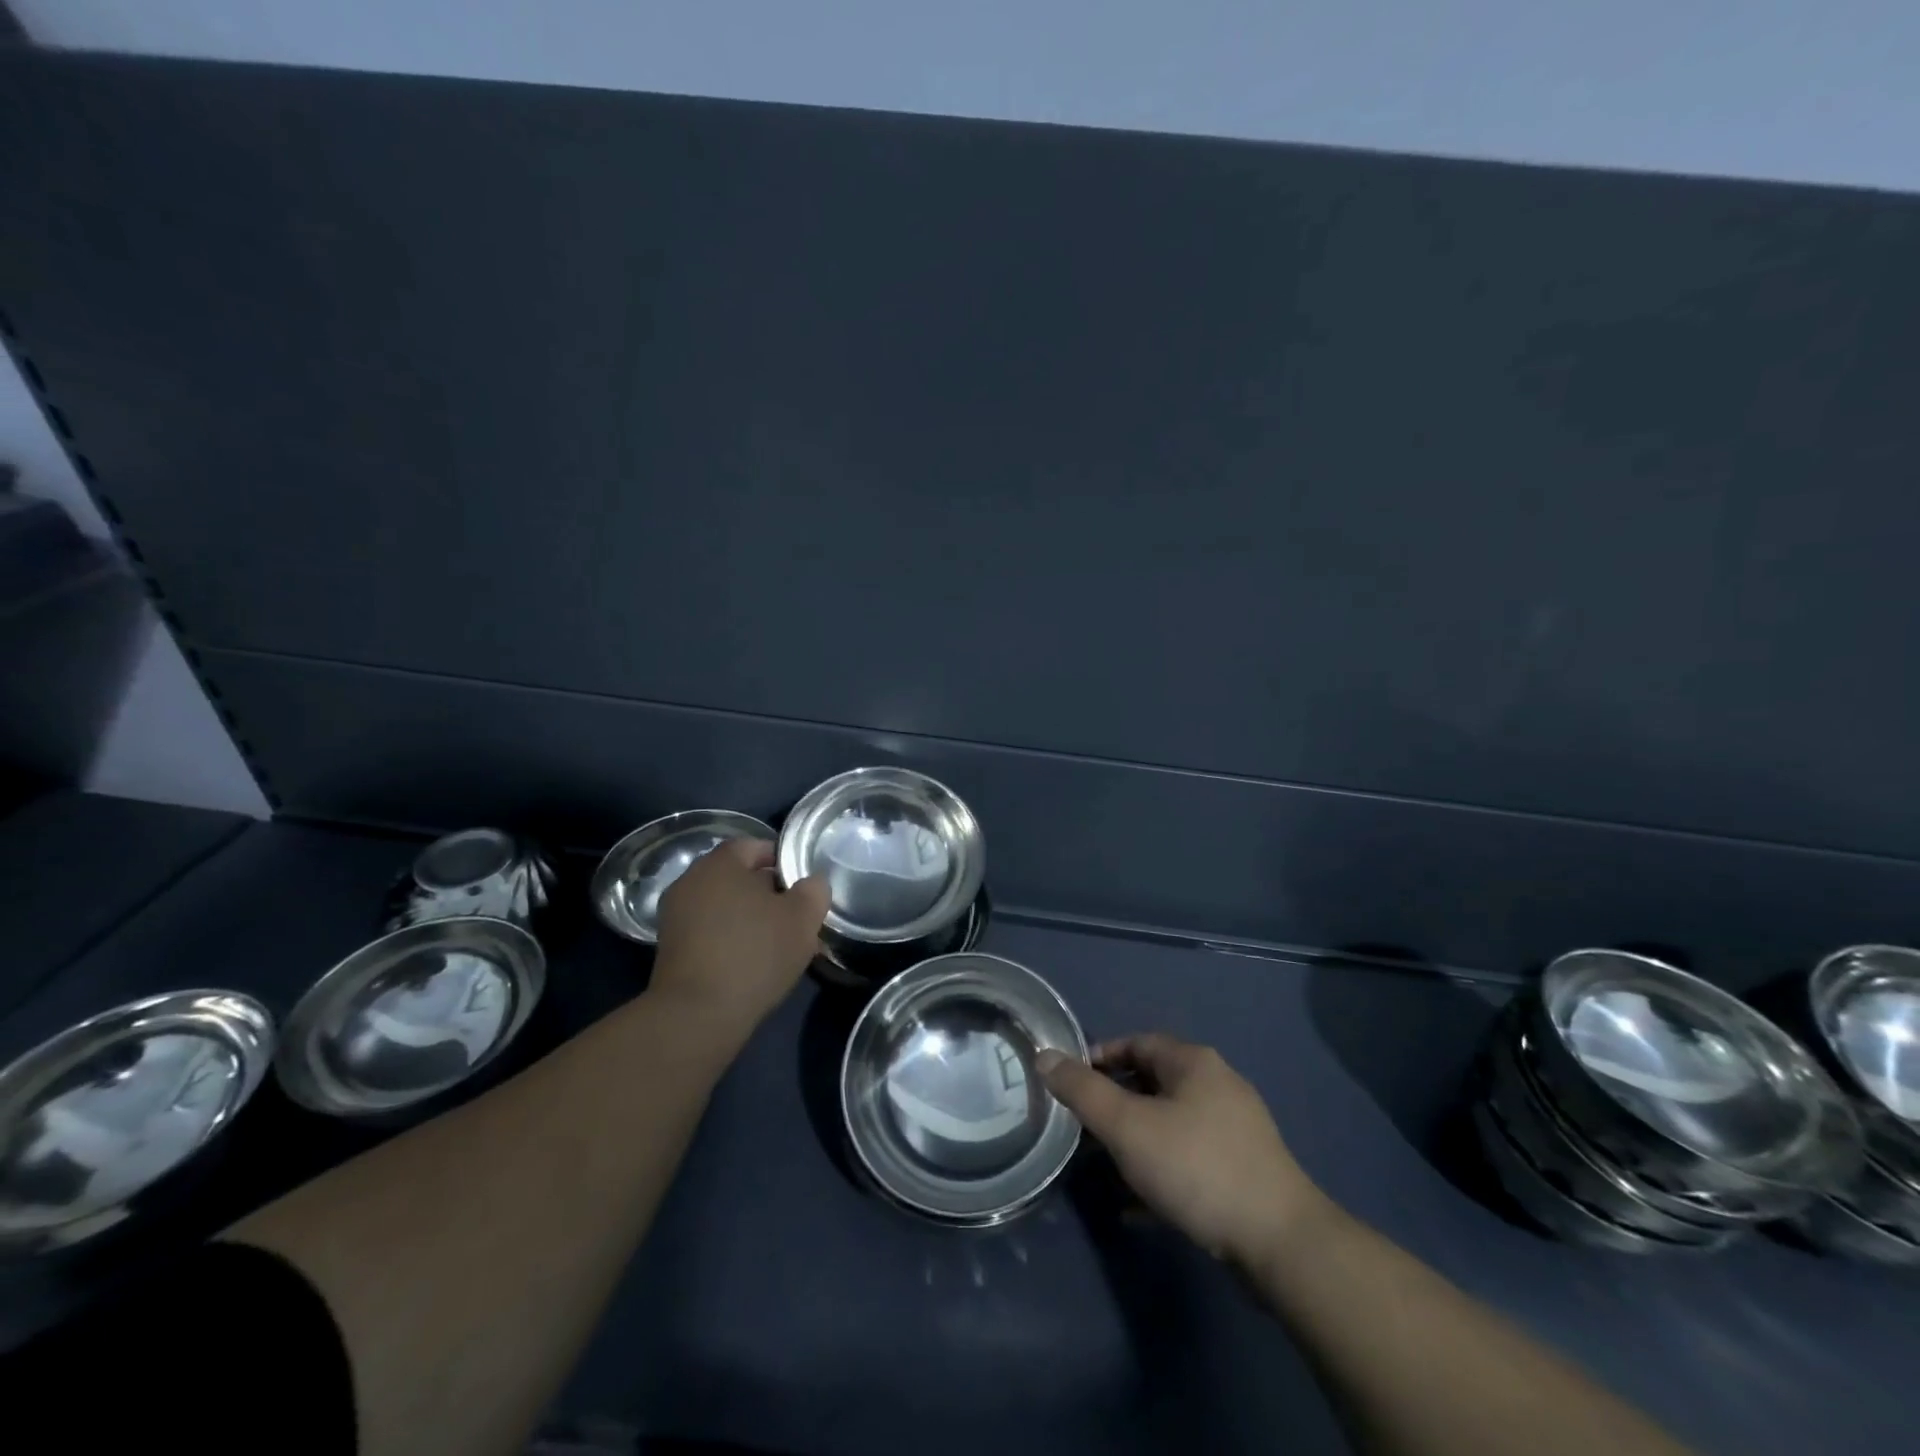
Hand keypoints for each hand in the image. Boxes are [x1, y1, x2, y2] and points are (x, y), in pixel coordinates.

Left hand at [650, 838, 828, 1039]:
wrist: (697, 1015)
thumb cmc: (754, 954)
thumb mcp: (802, 918)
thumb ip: (813, 890)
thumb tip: (810, 883)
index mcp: (720, 863)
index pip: (755, 846)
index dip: (782, 861)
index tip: (802, 886)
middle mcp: (691, 880)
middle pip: (737, 876)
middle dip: (767, 891)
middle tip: (794, 915)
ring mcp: (675, 915)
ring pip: (723, 905)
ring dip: (748, 917)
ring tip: (776, 942)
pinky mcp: (670, 948)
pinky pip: (708, 930)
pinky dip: (729, 937)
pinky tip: (750, 961)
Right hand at [1038, 1034, 1325, 1268]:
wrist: (1281, 1243)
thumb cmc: (1197, 1167)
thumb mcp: (1128, 1126)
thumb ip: (1082, 1091)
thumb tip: (1044, 1056)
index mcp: (1193, 1062)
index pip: (1136, 1042)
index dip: (1099, 1057)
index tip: (1071, 1084)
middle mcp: (1217, 1085)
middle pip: (1152, 1082)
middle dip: (1114, 1103)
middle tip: (1081, 1128)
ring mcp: (1235, 1130)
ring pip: (1169, 1124)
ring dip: (1134, 1142)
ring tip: (1103, 1168)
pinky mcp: (1243, 1172)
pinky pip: (1188, 1160)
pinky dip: (1159, 1173)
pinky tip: (1136, 1207)